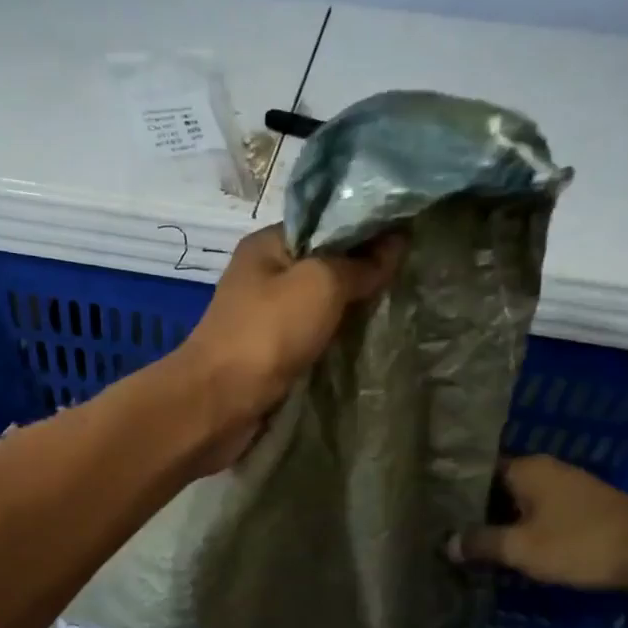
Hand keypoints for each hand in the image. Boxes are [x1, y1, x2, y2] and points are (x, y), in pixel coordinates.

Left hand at [174, 224, 401, 468]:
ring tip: (396, 307)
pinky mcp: (269, 354)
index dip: (365, 229)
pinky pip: (311, 338)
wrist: (218, 403)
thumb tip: (396, 242)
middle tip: (409, 278)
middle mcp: (263, 276)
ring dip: (350, 311)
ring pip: (318, 305)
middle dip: (362, 273)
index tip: (410, 239)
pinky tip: (365, 342)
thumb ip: (358, 264)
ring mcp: (264, 318)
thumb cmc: (267, 333)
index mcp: (267, 244)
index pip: (325, 224)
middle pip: (323, 265)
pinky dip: (334, 340)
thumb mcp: (320, 284)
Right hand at [449, 455, 627, 591]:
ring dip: (502, 522)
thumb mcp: (521, 548)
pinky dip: (525, 528)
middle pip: (498, 487)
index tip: (434, 512)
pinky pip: (541, 513)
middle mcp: (546, 469)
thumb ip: (481, 543)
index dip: (454, 492)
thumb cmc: (579, 543)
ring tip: (475, 545)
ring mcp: (568, 487)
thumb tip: (447, 544)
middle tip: (449, 533)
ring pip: (521, 502)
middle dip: (476, 510)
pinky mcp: (585, 507)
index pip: (476, 472)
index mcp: (526, 468)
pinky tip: (513, 548)